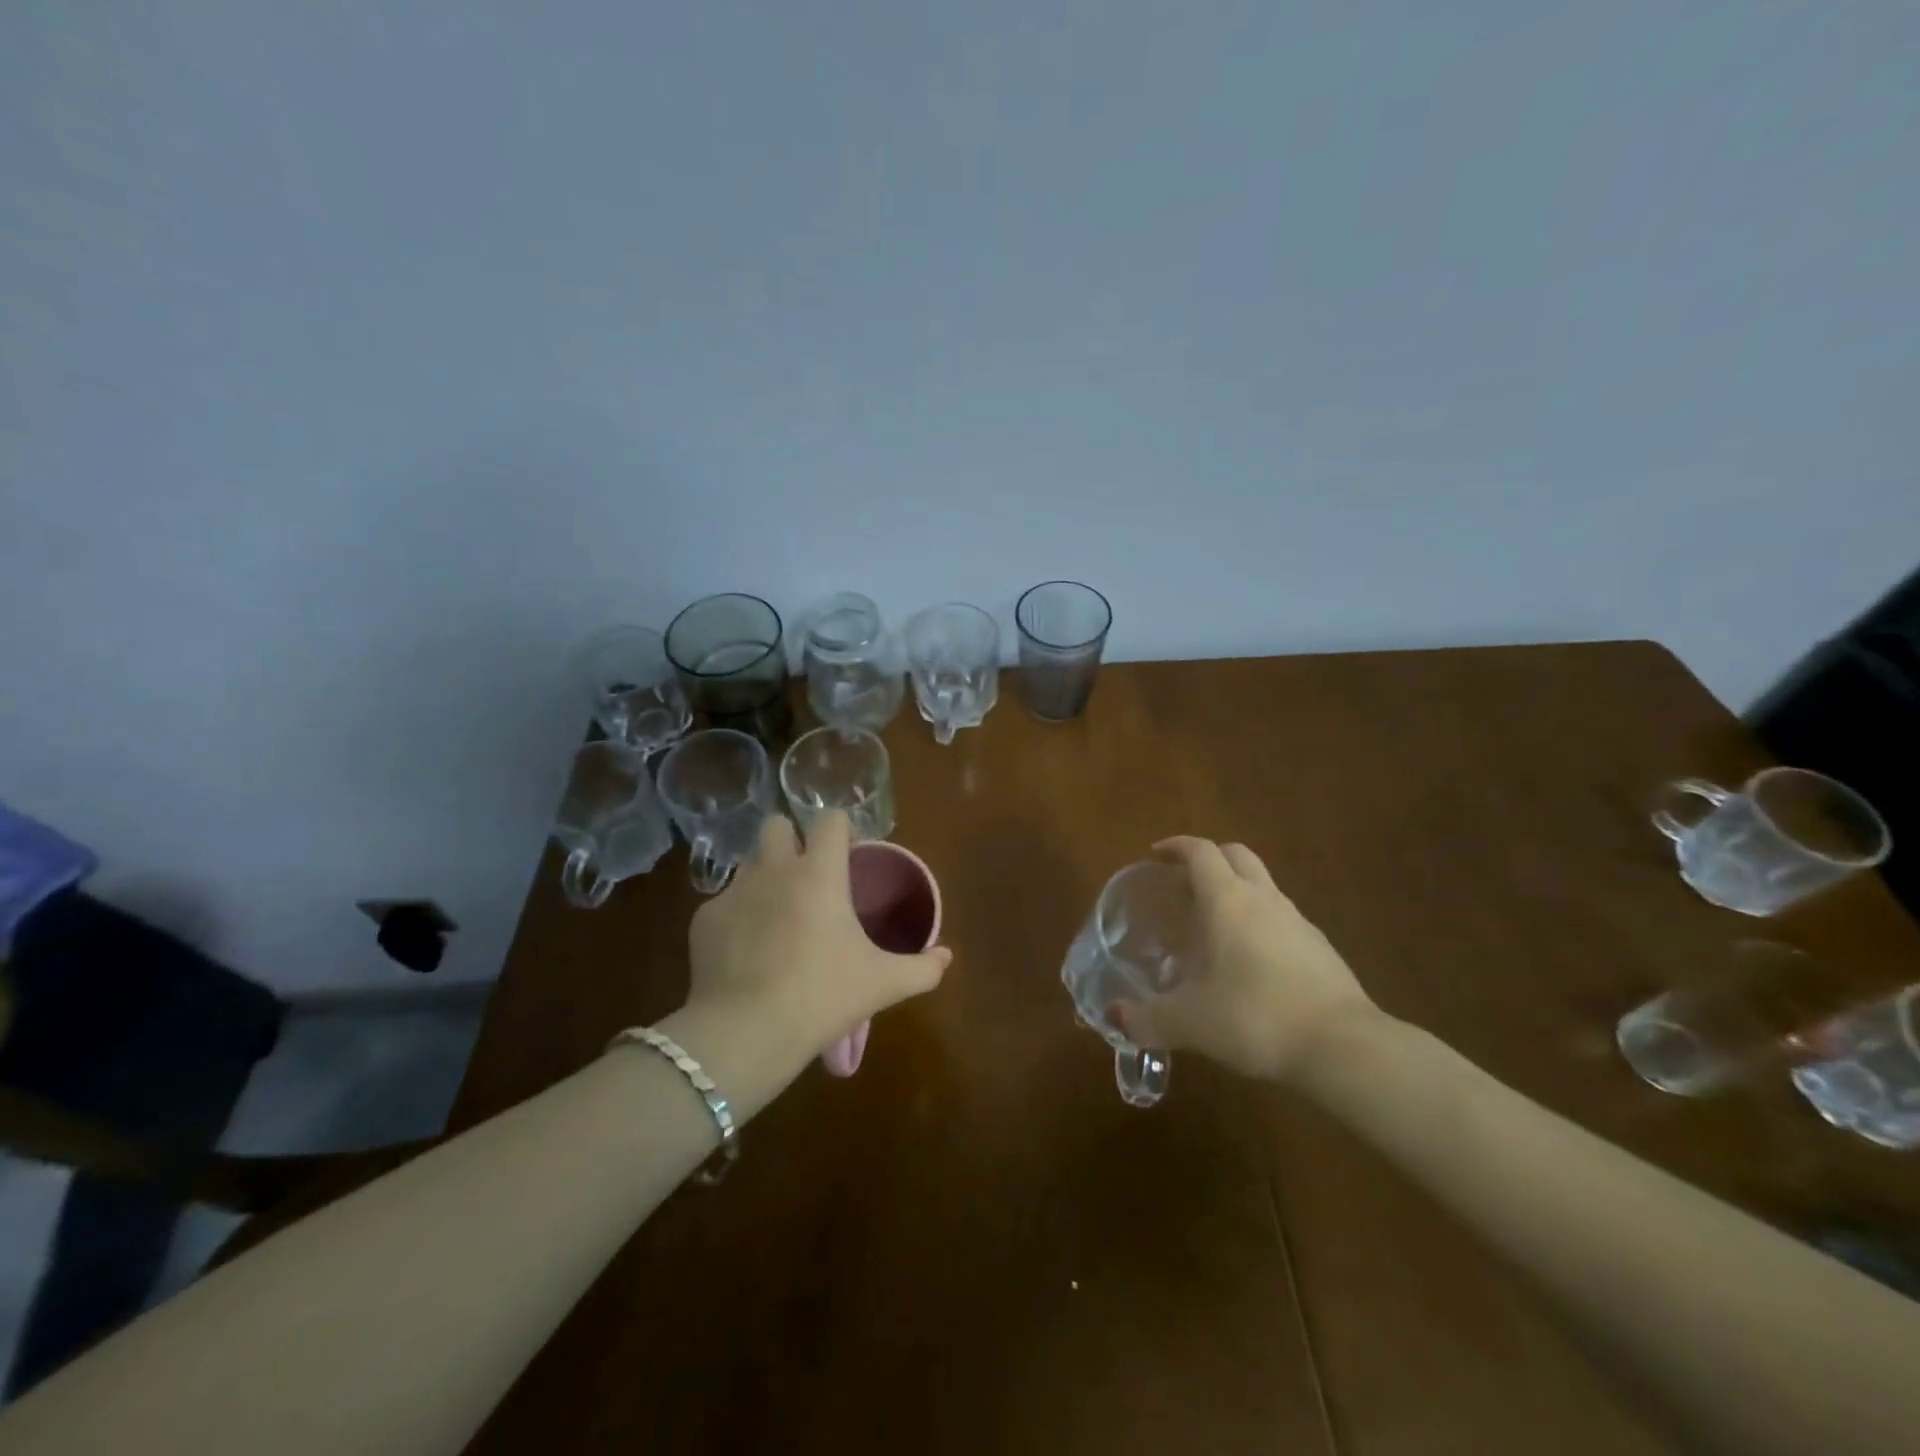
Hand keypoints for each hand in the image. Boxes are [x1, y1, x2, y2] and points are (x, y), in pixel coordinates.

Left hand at [685, 811, 949, 1067]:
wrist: (746, 1033)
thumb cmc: (823, 995)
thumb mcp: (882, 984)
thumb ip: (922, 968)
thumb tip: (947, 957)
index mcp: (818, 873)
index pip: (829, 819)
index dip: (841, 830)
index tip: (849, 855)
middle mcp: (773, 870)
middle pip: (776, 825)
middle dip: (790, 840)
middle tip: (806, 877)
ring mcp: (733, 893)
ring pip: (748, 864)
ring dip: (764, 877)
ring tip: (777, 916)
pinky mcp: (703, 920)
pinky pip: (724, 904)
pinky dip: (738, 917)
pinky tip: (747, 951)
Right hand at [1115, 837, 1381, 1086]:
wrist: (1343, 1047)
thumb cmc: (1255, 1017)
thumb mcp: (1190, 1023)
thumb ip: (1147, 1019)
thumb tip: (1114, 1018)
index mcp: (1227, 900)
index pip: (1200, 852)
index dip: (1176, 846)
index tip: (1156, 855)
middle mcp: (1263, 899)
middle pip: (1236, 855)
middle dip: (1209, 859)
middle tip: (1184, 884)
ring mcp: (1298, 921)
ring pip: (1262, 886)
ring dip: (1236, 891)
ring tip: (1212, 928)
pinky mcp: (1321, 949)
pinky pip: (1282, 919)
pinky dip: (1259, 924)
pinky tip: (1249, 963)